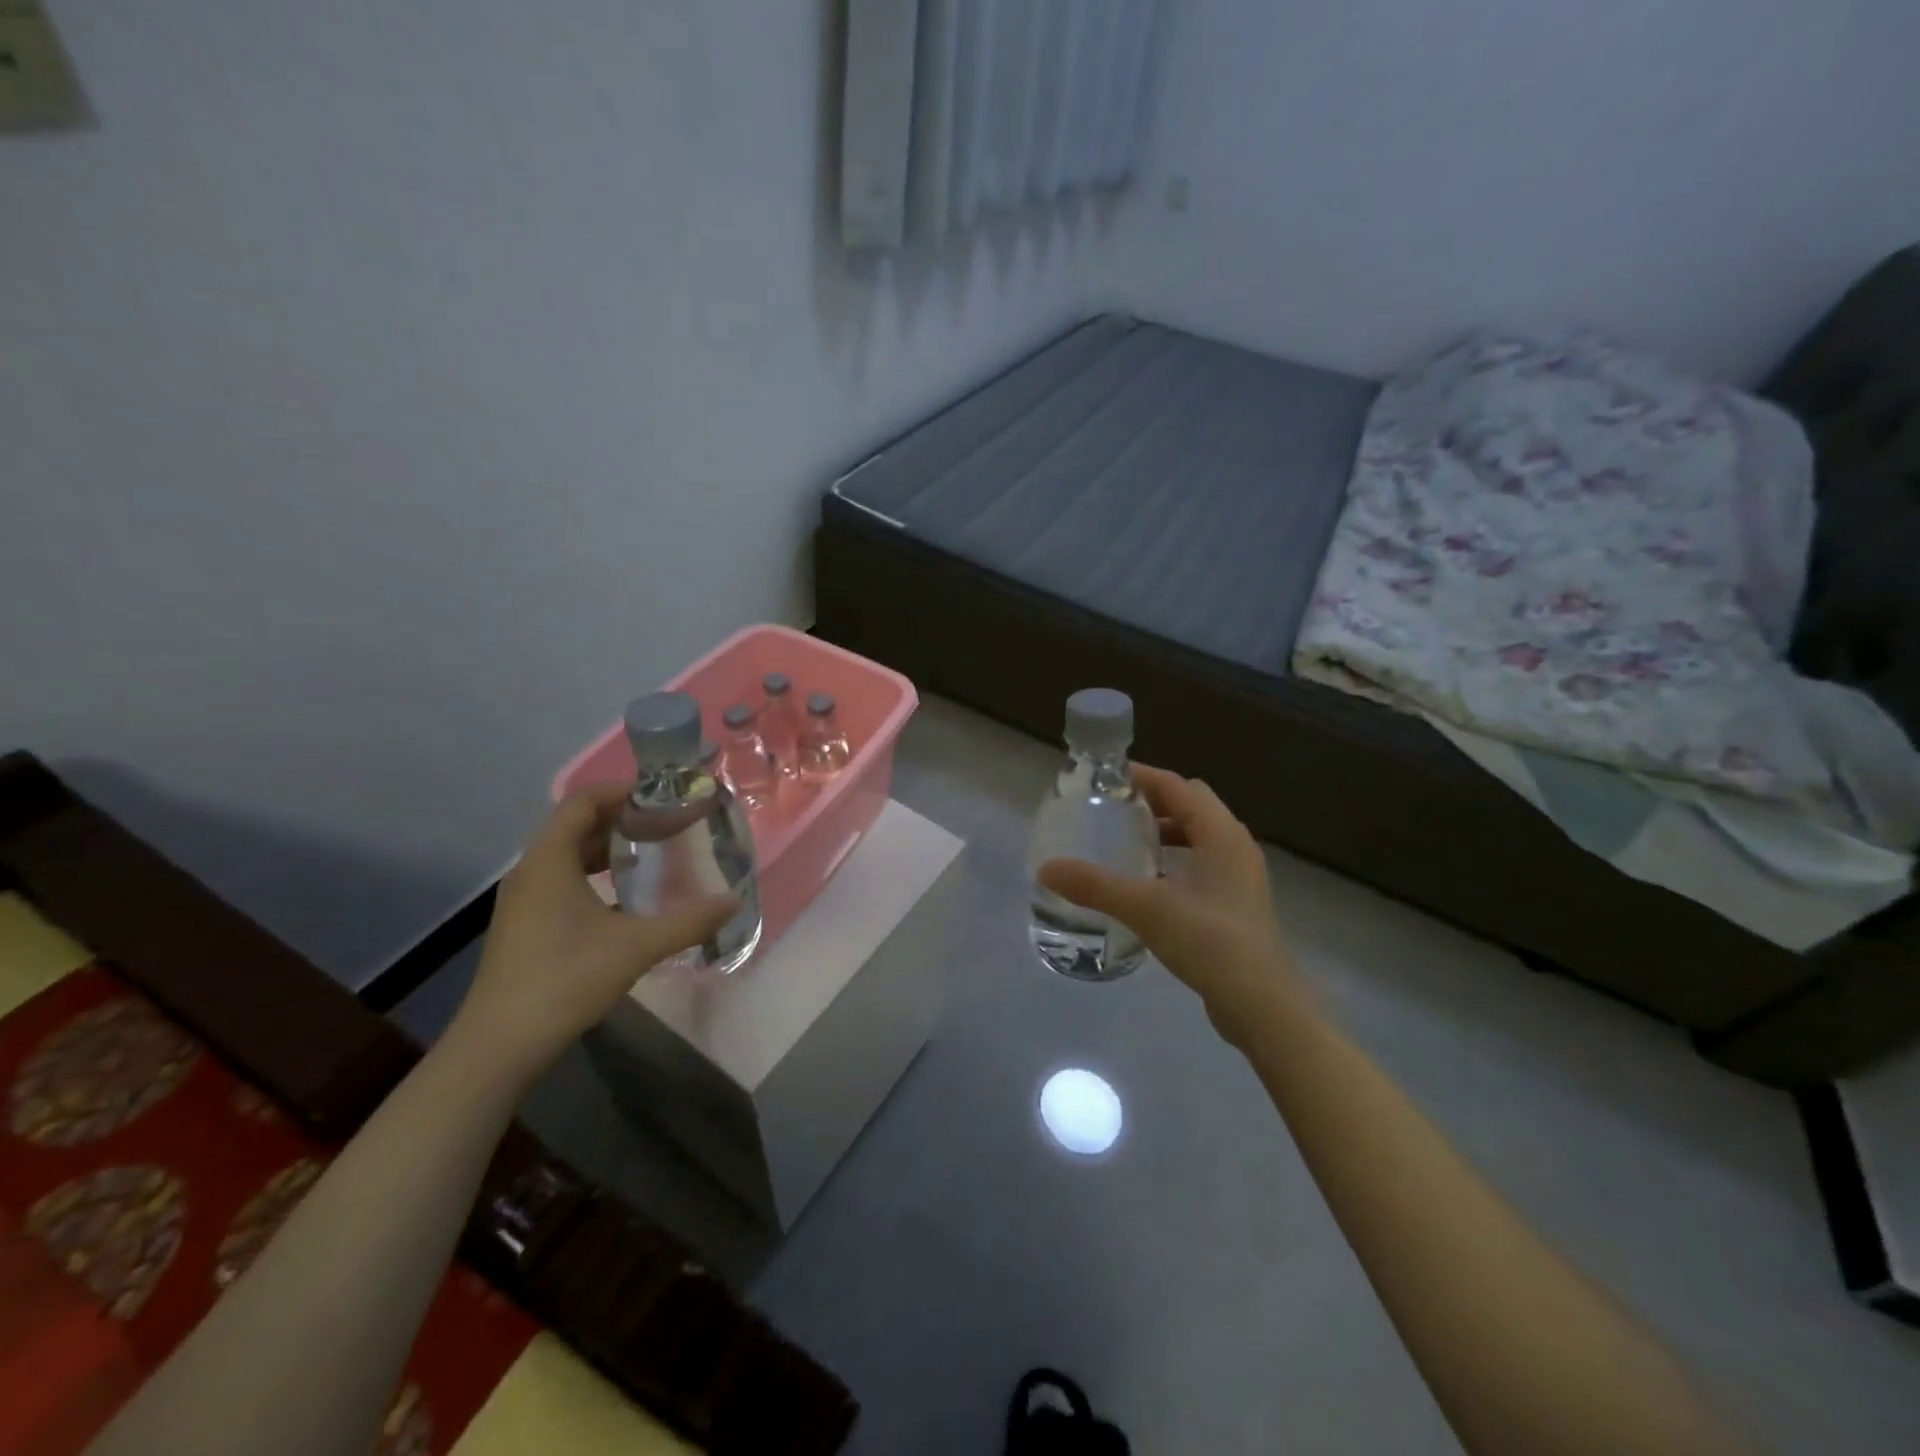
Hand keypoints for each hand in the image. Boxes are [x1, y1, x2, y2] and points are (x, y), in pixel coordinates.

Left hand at [450, 784, 738, 1081]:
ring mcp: (525, 900)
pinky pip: (563, 880)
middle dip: (622, 819)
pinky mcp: (526, 925)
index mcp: (549, 861)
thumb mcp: (636, 947)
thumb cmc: (565, 979)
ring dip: (608, 848)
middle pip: (576, 825)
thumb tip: (733, 902)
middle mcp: (531, 871)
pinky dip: (595, 875)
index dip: (622, 792)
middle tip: (667, 824)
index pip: (582, 802)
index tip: (663, 797)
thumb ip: (688, 921)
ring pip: (568, 855)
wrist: (500, 1044)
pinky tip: (627, 898)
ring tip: (652, 854)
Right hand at [1038, 765, 1308, 1050]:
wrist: (1263, 1006)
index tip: (1104, 779)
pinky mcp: (1236, 904)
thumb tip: (1047, 869)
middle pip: (1191, 804)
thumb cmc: (1210, 942)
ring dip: (1165, 831)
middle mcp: (1235, 846)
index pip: (1178, 785)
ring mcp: (1240, 877)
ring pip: (1198, 836)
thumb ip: (1095, 886)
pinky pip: (1202, 864)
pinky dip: (1175, 860)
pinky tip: (1148, 884)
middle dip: (1152, 801)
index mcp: (1220, 833)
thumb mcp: (1146, 909)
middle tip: (1112, 809)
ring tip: (1126, 842)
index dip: (1142, 776)